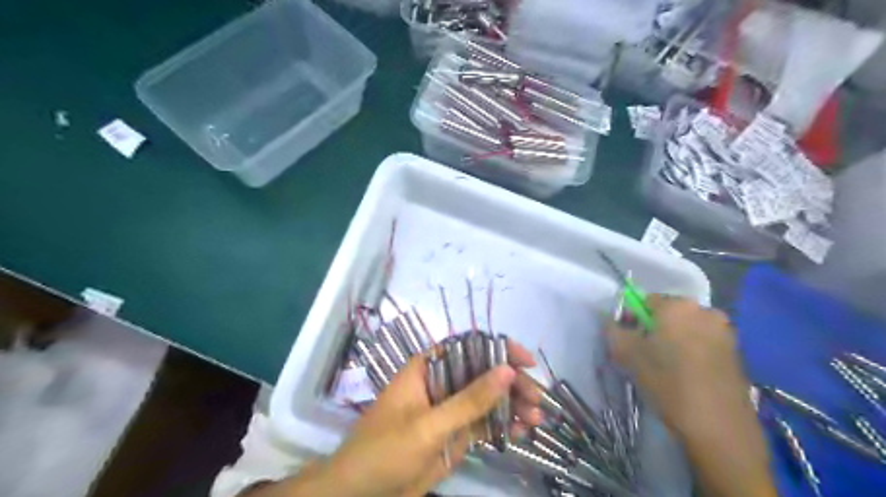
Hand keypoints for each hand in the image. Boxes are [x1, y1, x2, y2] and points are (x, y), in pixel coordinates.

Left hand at [288, 339, 542, 496]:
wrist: (361, 494)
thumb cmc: (385, 449)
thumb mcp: (428, 424)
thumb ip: (469, 400)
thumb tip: (507, 371)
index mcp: (428, 368)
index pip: (467, 347)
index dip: (498, 349)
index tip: (525, 362)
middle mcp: (442, 382)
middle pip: (483, 373)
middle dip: (512, 384)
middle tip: (537, 399)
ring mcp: (450, 409)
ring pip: (488, 399)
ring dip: (513, 405)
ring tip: (537, 418)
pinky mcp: (456, 434)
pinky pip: (484, 424)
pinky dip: (505, 426)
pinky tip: (524, 431)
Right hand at [610, 296, 776, 495]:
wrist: (719, 428)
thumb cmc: (667, 383)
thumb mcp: (626, 354)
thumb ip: (612, 330)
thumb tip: (611, 321)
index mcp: (677, 305)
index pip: (644, 301)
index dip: (631, 320)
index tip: (628, 343)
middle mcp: (705, 310)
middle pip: (667, 314)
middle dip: (653, 330)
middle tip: (645, 356)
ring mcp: (725, 332)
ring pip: (686, 329)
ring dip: (673, 341)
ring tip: (667, 369)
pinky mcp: (737, 353)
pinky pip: (703, 343)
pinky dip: (692, 352)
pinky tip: (687, 376)